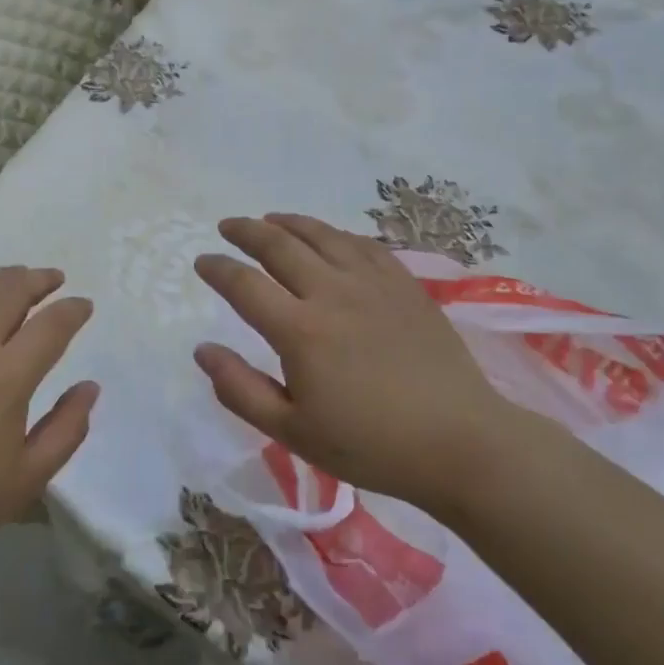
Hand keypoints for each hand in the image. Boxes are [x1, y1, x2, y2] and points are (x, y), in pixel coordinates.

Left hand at [0, 267, 97, 591]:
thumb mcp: (26, 480)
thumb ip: (66, 430)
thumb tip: (89, 387)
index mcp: (5, 378)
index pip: (51, 326)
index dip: (73, 311)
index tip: (83, 306)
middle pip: (11, 292)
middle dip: (39, 280)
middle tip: (54, 280)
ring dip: (0, 276)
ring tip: (15, 278)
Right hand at [193, 214, 529, 505]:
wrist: (460, 442)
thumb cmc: (371, 445)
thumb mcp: (293, 432)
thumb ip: (241, 390)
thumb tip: (202, 350)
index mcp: (300, 330)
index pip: (244, 284)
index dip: (217, 268)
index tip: (202, 261)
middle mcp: (332, 292)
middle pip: (279, 245)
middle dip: (246, 231)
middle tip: (228, 226)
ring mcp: (373, 283)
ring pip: (322, 235)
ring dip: (288, 223)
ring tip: (270, 219)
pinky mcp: (405, 284)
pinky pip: (363, 244)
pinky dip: (336, 233)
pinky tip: (329, 237)